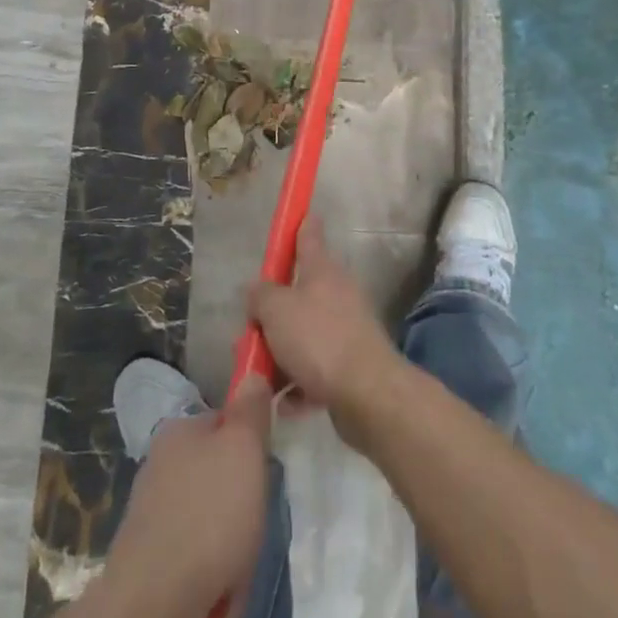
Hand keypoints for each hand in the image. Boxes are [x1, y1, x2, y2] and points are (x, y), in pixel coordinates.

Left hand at [103, 375, 273, 617]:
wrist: (152, 608)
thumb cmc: (208, 515)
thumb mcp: (243, 448)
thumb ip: (251, 410)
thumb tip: (251, 373)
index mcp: (178, 431)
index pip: (225, 423)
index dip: (250, 444)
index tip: (264, 469)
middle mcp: (160, 466)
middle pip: (218, 473)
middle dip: (241, 500)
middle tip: (255, 520)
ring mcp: (151, 515)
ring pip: (209, 518)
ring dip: (230, 542)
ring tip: (239, 565)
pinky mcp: (148, 562)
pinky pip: (195, 557)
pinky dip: (212, 573)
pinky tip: (221, 592)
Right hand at [249, 218, 399, 425]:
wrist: (367, 393)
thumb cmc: (318, 339)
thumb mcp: (276, 311)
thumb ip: (260, 296)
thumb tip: (255, 289)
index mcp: (321, 270)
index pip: (308, 236)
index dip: (300, 224)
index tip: (300, 213)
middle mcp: (337, 293)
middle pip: (298, 294)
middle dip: (272, 315)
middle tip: (250, 334)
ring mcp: (346, 329)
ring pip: (304, 335)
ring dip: (282, 356)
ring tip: (262, 378)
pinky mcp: (350, 366)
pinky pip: (316, 371)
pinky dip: (299, 385)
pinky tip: (285, 404)